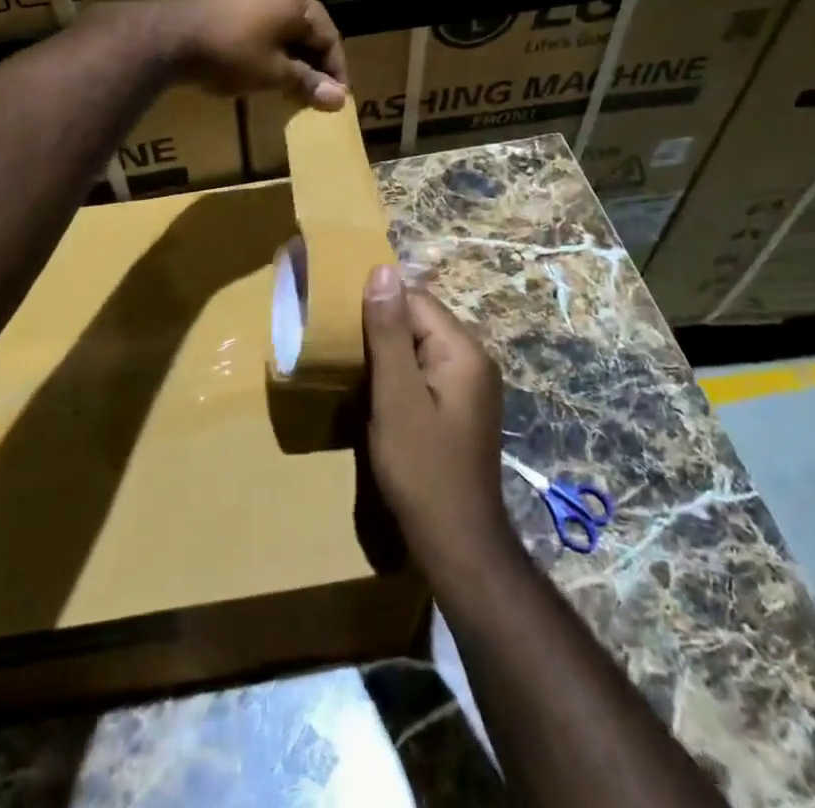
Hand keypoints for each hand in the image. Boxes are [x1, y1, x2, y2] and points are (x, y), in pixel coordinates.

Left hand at [146, 0, 347, 108]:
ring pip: (284, 27)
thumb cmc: (230, 53)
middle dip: (311, 65)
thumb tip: (341, 99)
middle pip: (308, 30)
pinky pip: (263, 21)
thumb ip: (308, 83)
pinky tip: (261, 68)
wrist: (166, 35)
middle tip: (311, 98)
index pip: (329, 38)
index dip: (334, 73)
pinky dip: (269, 46)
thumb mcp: (273, 73)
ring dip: (290, 58)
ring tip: (287, 88)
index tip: (335, 102)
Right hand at [361, 265, 513, 574]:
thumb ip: (389, 333)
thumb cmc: (422, 468)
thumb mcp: (396, 397)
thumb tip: (382, 270)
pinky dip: (400, 376)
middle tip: (342, 350)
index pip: (415, 300)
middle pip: (420, 322)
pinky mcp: (461, 408)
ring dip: (388, 355)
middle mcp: (473, 359)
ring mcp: (470, 385)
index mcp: (463, 350)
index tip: (340, 324)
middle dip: (381, 330)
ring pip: (420, 348)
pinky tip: (378, 396)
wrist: (456, 543)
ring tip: (354, 371)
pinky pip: (425, 373)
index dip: (377, 307)